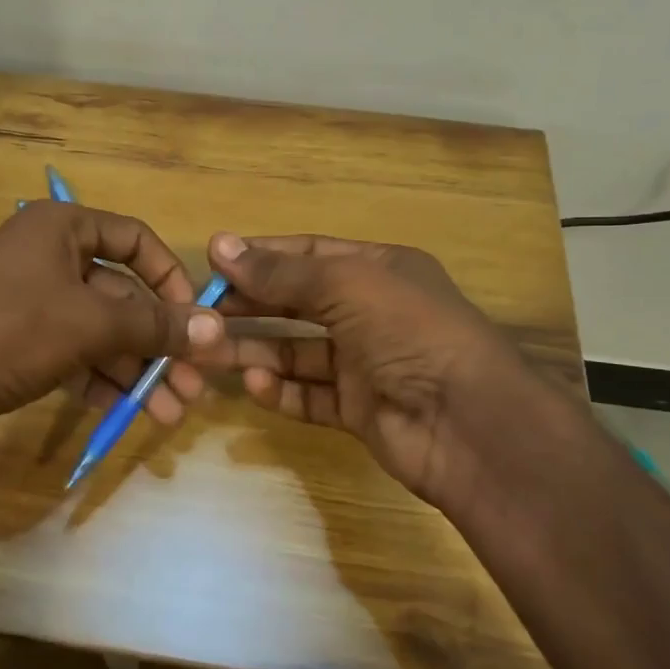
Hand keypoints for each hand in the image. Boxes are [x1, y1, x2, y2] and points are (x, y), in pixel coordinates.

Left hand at [0, 202, 224, 454]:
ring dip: (134, 370)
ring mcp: (29, 301)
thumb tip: (218, 329)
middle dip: (158, 343)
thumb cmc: (8, 332)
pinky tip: (124, 412)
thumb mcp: (89, 325)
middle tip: (192, 386)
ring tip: (168, 413)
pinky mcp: (16, 343)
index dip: (172, 279)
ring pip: (98, 331)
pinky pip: (72, 354)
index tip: (196, 321)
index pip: (136, 240)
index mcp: (61, 228)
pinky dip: (99, 380)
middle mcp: (47, 256)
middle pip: (121, 295)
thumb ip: (155, 327)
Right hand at [198, 232, 562, 505]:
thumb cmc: (409, 331)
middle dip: (250, 305)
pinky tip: (255, 385)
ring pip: (296, 351)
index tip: (212, 263)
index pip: (308, 253)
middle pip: (296, 302)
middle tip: (200, 311)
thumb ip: (280, 272)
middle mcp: (371, 312)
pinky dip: (281, 391)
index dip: (260, 256)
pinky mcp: (359, 410)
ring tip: (209, 352)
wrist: (469, 423)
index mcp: (378, 270)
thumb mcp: (345, 285)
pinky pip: (310, 395)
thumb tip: (219, 245)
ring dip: (254, 349)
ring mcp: (366, 364)